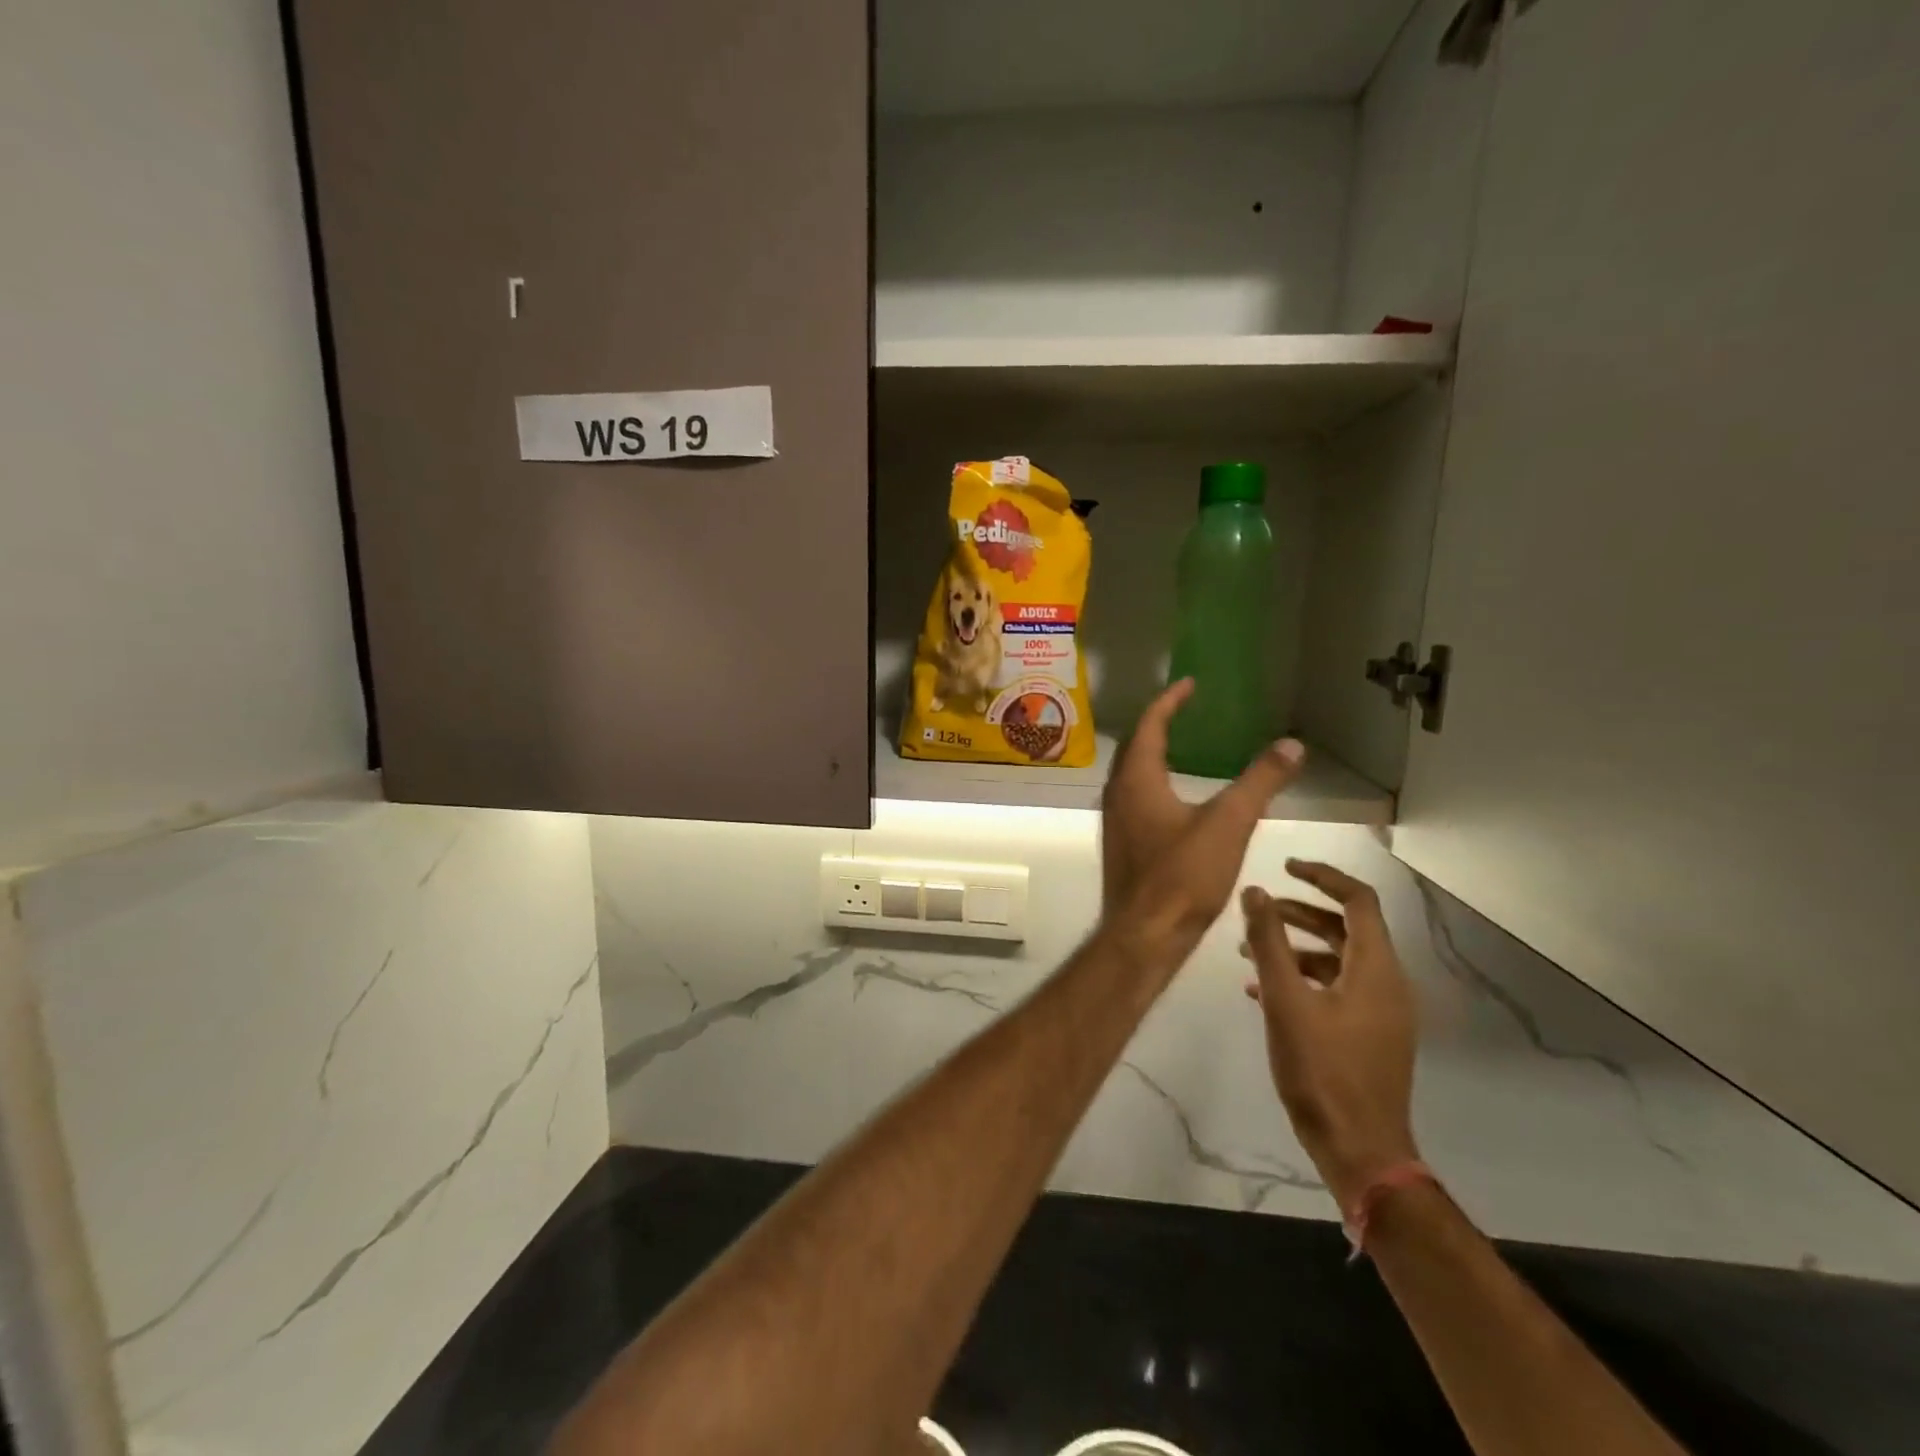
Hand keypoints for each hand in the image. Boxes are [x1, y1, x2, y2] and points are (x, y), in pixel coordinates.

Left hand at [1100, 679, 1306, 953]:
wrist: (1145, 935)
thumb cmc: (1182, 876)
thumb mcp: (1229, 824)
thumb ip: (1260, 782)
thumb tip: (1292, 744)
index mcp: (1136, 779)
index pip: (1149, 725)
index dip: (1169, 701)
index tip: (1189, 684)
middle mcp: (1117, 793)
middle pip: (1136, 746)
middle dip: (1160, 723)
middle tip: (1188, 709)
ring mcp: (1115, 820)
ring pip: (1133, 773)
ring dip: (1155, 753)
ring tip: (1185, 745)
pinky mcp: (1123, 843)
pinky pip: (1136, 796)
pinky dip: (1155, 780)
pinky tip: (1178, 796)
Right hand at [1241, 862, 1419, 1209]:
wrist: (1359, 1150)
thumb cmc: (1321, 1070)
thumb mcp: (1285, 1000)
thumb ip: (1268, 942)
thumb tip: (1254, 891)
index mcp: (1376, 968)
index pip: (1358, 901)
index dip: (1322, 877)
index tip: (1285, 867)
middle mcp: (1386, 983)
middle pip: (1345, 929)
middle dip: (1299, 912)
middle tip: (1257, 909)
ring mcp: (1380, 1013)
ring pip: (1337, 961)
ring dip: (1295, 948)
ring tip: (1248, 952)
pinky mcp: (1368, 1036)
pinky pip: (1335, 990)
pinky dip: (1302, 978)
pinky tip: (1260, 991)